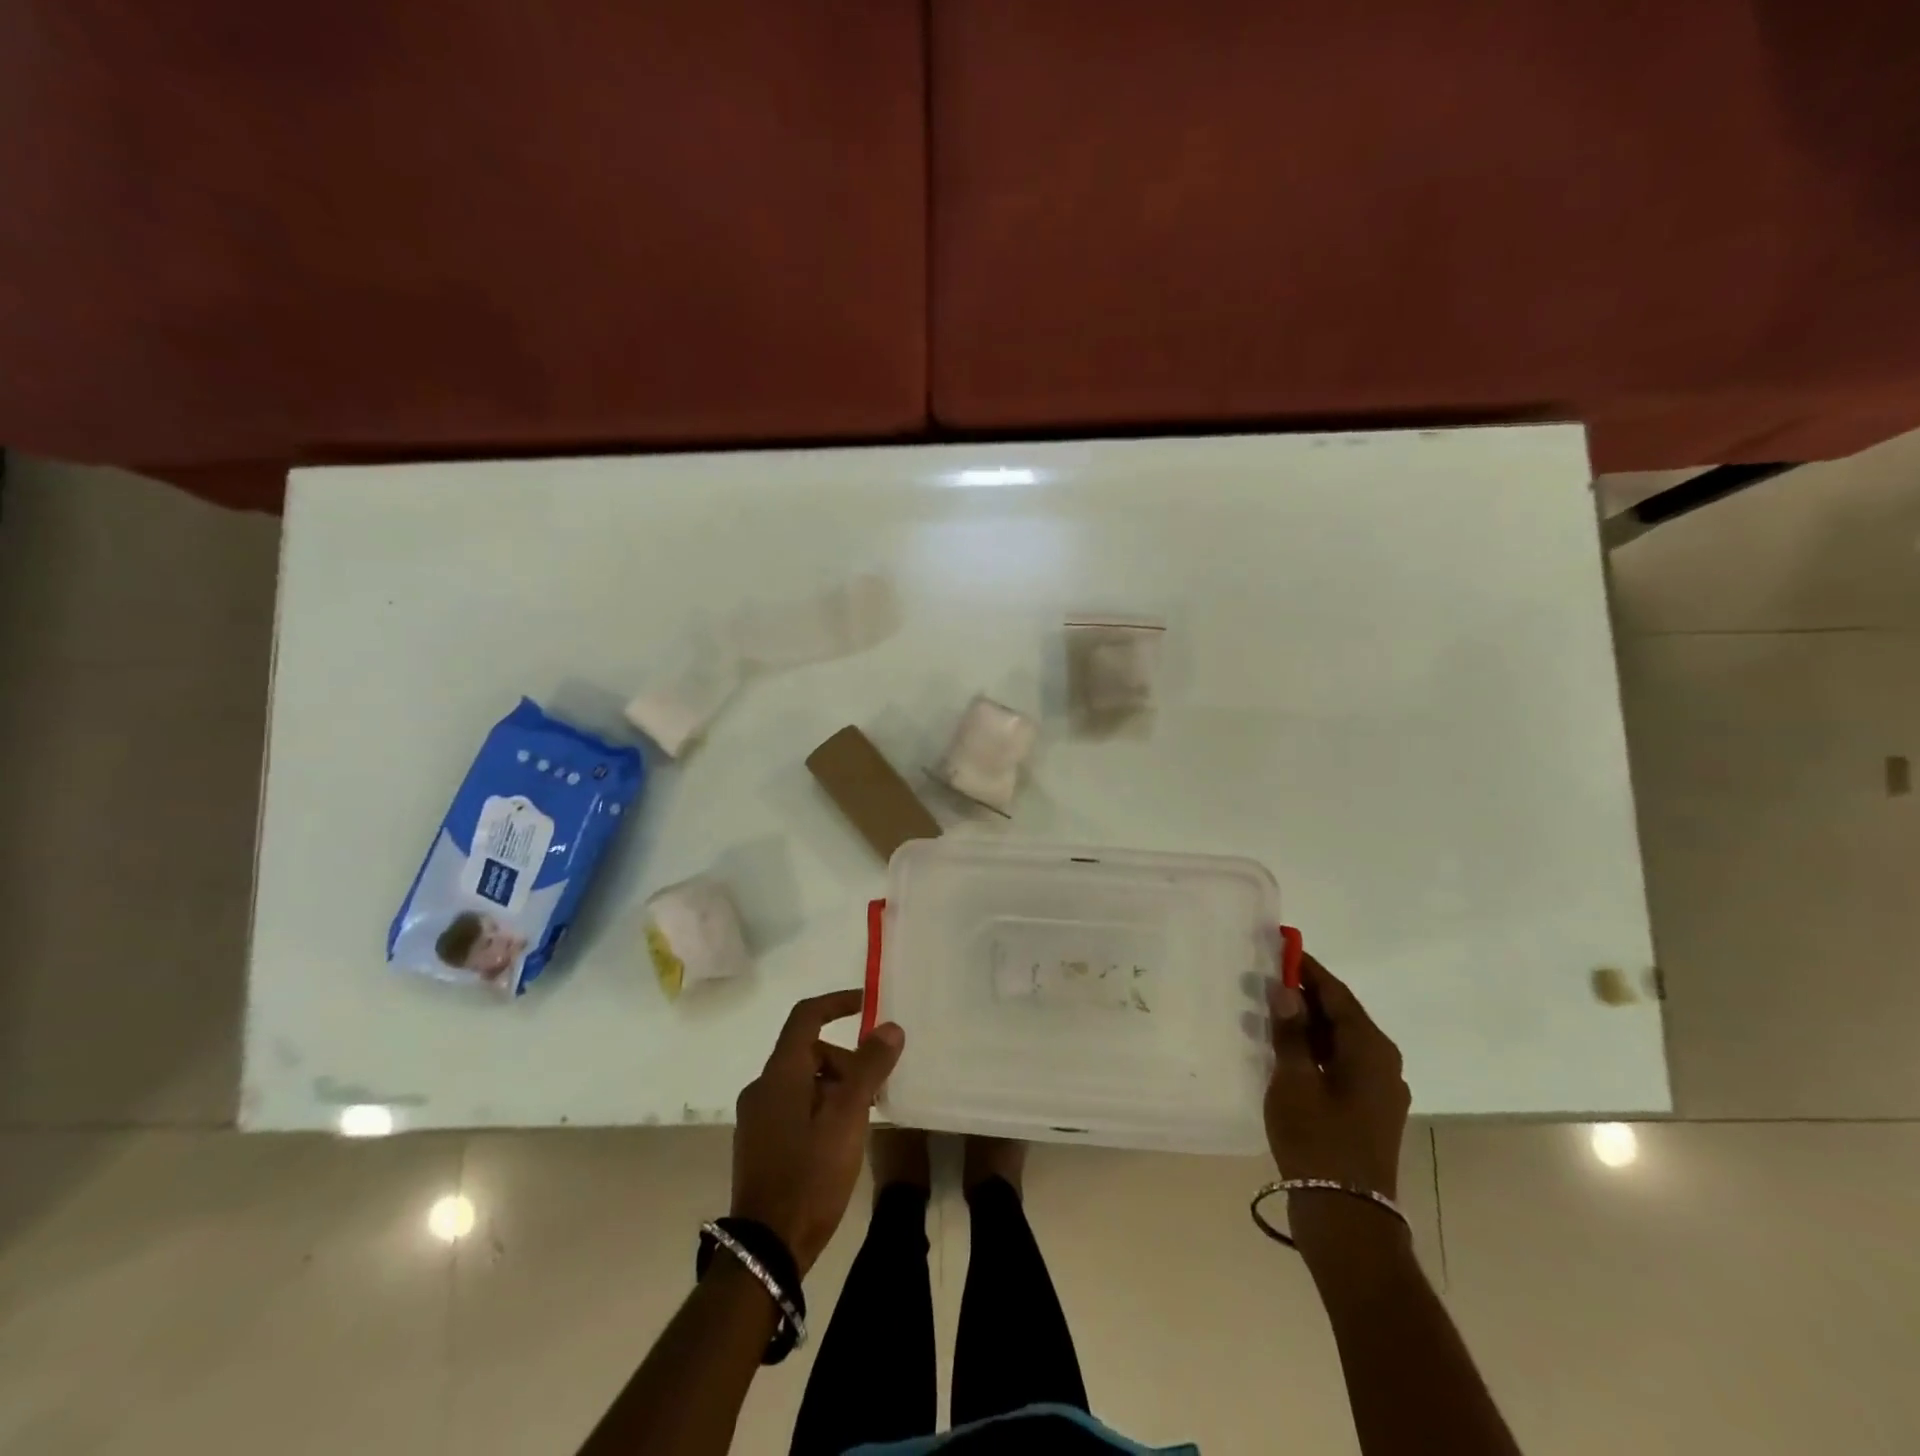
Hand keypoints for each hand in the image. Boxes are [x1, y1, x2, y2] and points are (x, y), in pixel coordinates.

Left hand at [730, 990, 904, 1274]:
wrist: (766, 1248)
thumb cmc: (810, 1173)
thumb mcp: (849, 1116)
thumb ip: (869, 1067)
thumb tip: (890, 1027)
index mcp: (780, 1073)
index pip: (806, 1016)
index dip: (836, 1003)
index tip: (867, 1004)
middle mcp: (762, 1087)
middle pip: (808, 1052)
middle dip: (845, 1059)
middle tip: (877, 1085)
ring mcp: (756, 1119)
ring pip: (802, 1082)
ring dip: (835, 1086)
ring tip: (864, 1116)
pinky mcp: (759, 1145)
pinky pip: (794, 1107)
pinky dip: (820, 1107)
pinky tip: (841, 1137)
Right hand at [1264, 953, 1408, 1200]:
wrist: (1346, 1215)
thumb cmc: (1318, 1139)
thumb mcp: (1293, 1080)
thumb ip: (1290, 1032)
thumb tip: (1286, 991)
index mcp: (1370, 1048)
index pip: (1336, 993)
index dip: (1307, 969)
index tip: (1281, 946)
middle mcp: (1383, 1062)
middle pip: (1341, 1014)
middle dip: (1305, 995)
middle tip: (1266, 977)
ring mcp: (1379, 1088)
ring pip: (1340, 1040)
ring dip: (1307, 1024)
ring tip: (1268, 1010)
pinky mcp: (1369, 1109)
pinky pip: (1340, 1063)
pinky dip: (1314, 1050)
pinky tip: (1284, 1051)